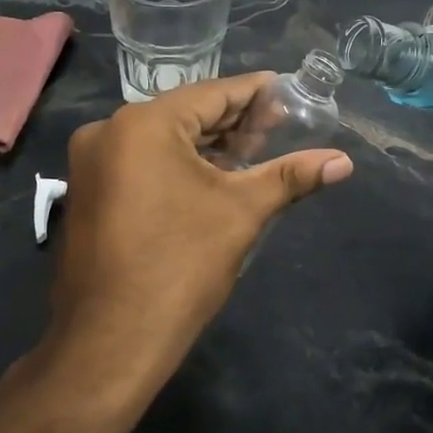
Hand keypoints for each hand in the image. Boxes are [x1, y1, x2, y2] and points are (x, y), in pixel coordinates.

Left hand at [39, 73, 352, 399]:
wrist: (111, 343)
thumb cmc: (180, 267)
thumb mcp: (241, 212)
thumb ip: (290, 176)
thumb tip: (343, 161)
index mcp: (143, 124)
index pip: (212, 94)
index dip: (254, 93)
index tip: (287, 89)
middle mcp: (109, 131)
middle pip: (186, 114)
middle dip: (234, 122)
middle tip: (280, 125)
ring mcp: (92, 163)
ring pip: (163, 140)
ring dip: (208, 144)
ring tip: (255, 150)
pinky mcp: (89, 192)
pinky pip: (142, 162)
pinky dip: (179, 164)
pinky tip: (215, 174)